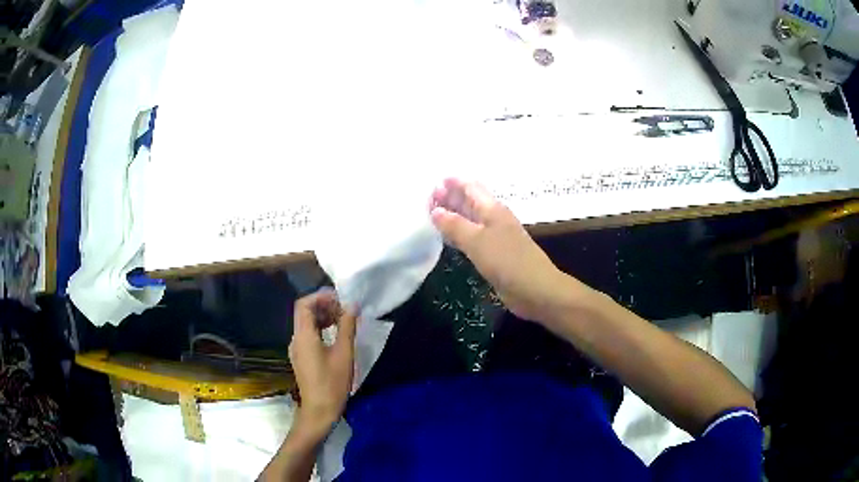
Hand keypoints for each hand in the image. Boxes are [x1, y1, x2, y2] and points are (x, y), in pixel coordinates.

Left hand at [289, 289, 357, 436]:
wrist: (319, 411)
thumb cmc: (332, 383)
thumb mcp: (344, 353)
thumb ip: (347, 327)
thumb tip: (352, 305)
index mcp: (303, 336)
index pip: (304, 304)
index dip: (320, 297)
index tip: (340, 298)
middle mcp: (296, 339)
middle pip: (305, 313)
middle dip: (324, 306)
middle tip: (346, 309)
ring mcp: (297, 349)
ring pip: (307, 324)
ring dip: (324, 317)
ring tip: (344, 320)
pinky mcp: (302, 358)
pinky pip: (309, 335)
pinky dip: (321, 329)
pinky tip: (337, 334)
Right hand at [430, 178, 577, 322]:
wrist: (535, 289)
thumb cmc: (507, 260)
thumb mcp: (477, 240)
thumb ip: (454, 225)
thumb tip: (435, 210)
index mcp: (492, 209)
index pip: (470, 187)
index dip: (452, 183)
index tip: (431, 185)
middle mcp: (493, 218)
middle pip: (469, 202)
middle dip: (449, 198)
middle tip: (426, 202)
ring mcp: (494, 237)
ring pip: (470, 220)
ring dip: (452, 216)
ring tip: (430, 217)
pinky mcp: (494, 254)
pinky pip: (472, 238)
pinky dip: (458, 235)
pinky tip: (446, 238)